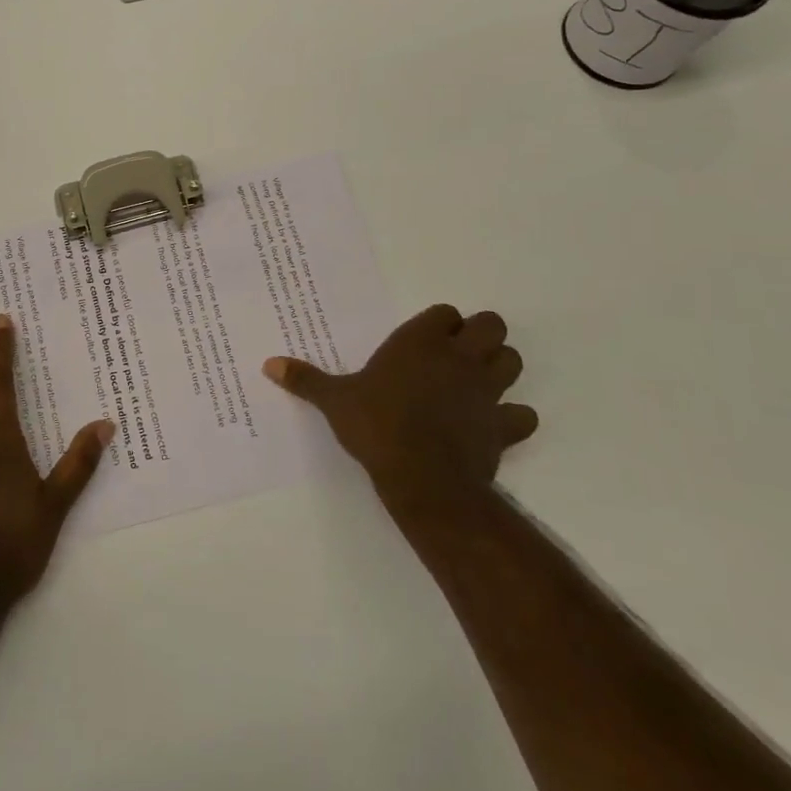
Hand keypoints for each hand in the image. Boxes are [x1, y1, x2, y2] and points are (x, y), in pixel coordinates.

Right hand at [262, 305, 535, 519]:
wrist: (422, 477)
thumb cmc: (376, 426)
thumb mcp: (334, 401)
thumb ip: (305, 380)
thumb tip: (268, 364)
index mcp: (420, 342)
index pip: (445, 313)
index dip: (439, 324)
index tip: (425, 339)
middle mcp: (458, 357)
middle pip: (491, 326)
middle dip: (481, 335)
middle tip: (457, 355)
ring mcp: (486, 391)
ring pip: (513, 361)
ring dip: (501, 367)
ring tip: (477, 382)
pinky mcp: (503, 426)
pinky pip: (522, 415)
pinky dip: (514, 417)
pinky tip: (495, 424)